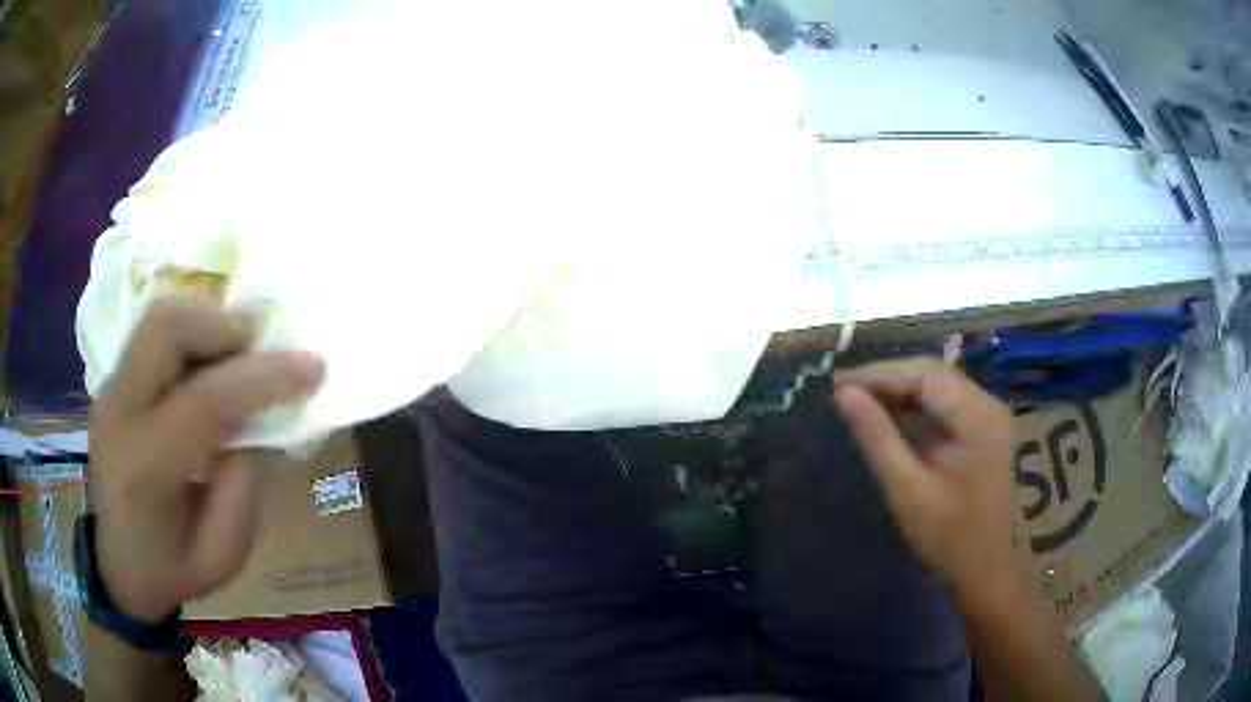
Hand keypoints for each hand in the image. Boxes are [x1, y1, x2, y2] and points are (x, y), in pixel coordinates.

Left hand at [89, 300, 323, 623]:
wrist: (119, 566)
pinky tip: (208, 368)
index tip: (314, 367)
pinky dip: (190, 337)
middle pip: (167, 329)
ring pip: (158, 319)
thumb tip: (256, 421)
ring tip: (238, 355)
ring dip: (207, 324)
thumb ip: (243, 485)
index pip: (205, 401)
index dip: (264, 377)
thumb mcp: (224, 554)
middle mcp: (119, 414)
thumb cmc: (173, 570)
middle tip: (263, 348)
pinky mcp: (112, 383)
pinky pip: (153, 337)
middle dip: (225, 327)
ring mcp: (109, 391)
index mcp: (146, 469)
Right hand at [834, 358, 1015, 594]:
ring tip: (868, 401)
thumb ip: (878, 439)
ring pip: (946, 387)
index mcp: (978, 419)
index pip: (924, 374)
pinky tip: (902, 417)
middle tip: (848, 391)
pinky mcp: (995, 430)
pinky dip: (924, 406)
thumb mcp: (909, 492)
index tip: (839, 383)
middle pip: (937, 375)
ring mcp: (998, 417)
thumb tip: (845, 396)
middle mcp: (993, 406)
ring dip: (906, 391)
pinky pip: (955, 404)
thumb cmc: (953, 539)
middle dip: (891, 379)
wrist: (997, 572)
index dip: (880, 374)